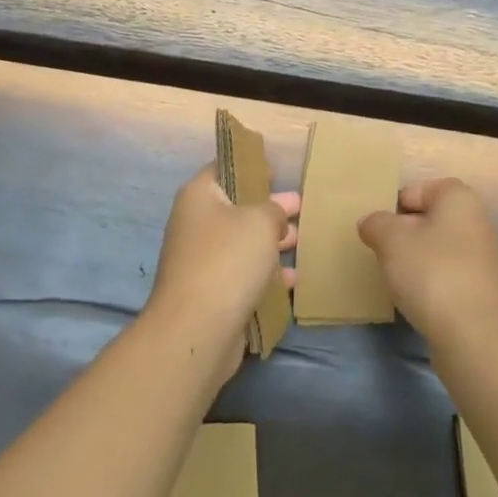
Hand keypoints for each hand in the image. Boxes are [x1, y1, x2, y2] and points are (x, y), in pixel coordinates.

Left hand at [145, 165, 298, 375]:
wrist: (197, 330)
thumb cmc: (228, 260)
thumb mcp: (260, 221)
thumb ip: (273, 209)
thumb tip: (275, 214)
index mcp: (199, 196)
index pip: (223, 168)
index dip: (250, 166)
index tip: (278, 171)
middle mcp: (196, 224)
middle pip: (236, 208)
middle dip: (269, 208)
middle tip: (300, 207)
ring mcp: (202, 262)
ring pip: (242, 244)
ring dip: (271, 243)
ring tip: (302, 241)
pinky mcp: (212, 294)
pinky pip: (243, 276)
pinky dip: (266, 275)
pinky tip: (292, 280)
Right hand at [360, 178, 497, 351]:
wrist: (476, 337)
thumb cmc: (432, 273)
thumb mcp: (390, 240)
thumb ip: (376, 224)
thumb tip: (372, 223)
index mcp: (459, 199)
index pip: (421, 189)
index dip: (395, 204)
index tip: (378, 227)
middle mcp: (477, 223)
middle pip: (431, 219)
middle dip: (405, 233)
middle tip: (381, 251)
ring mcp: (484, 260)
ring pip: (439, 249)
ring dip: (417, 260)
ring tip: (395, 277)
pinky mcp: (483, 292)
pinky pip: (449, 276)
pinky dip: (431, 284)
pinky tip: (416, 300)